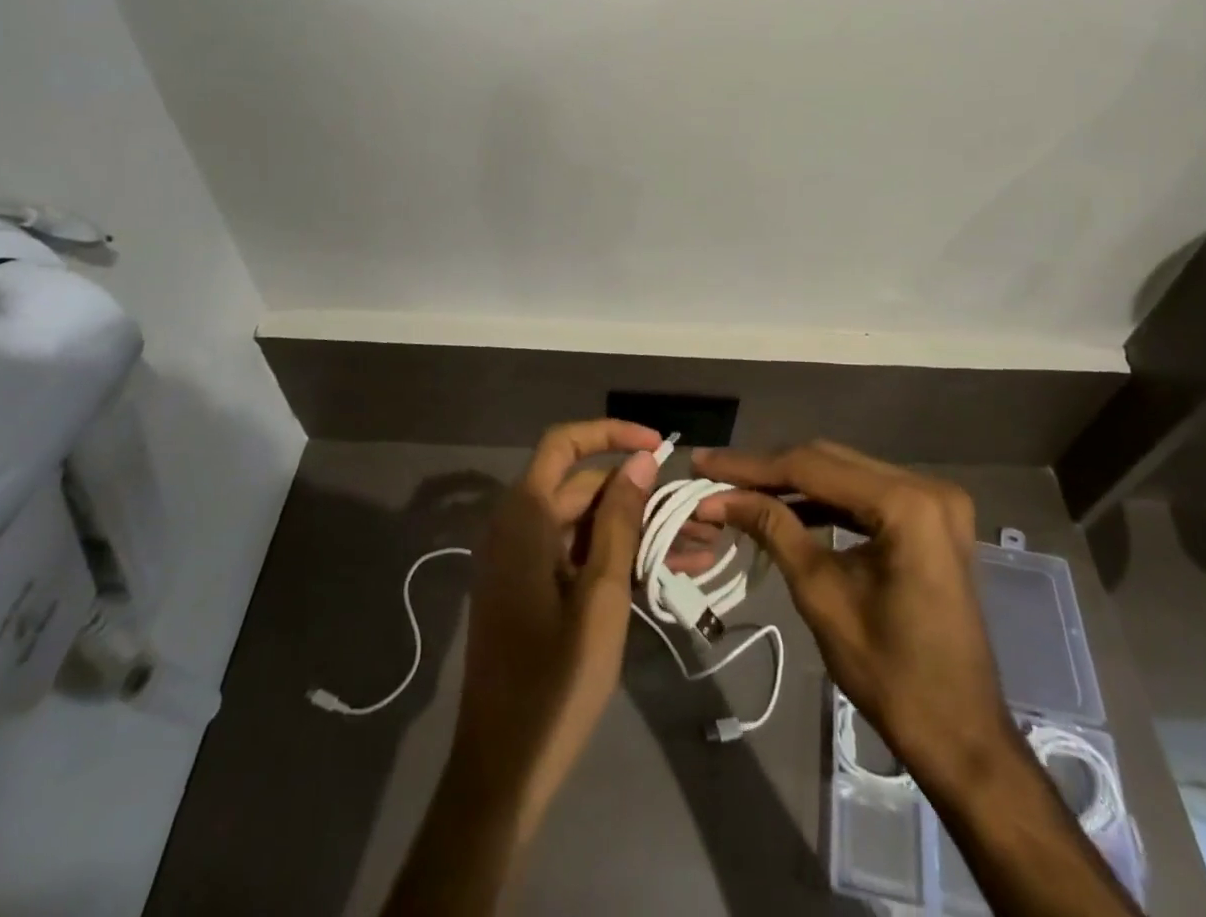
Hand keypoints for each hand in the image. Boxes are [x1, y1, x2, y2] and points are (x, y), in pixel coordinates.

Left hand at [448, 419, 661, 841]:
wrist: (503, 772)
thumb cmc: (554, 682)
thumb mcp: (601, 596)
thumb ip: (619, 521)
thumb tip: (641, 461)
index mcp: (524, 517)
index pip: (565, 444)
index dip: (611, 434)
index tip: (660, 448)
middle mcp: (518, 527)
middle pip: (584, 488)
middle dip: (643, 496)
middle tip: (700, 514)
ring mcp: (523, 562)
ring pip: (588, 525)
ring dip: (640, 531)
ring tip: (702, 546)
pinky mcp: (532, 591)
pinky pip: (579, 556)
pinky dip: (619, 558)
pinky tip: (671, 572)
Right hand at [692, 442, 1010, 778]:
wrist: (960, 735)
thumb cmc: (890, 674)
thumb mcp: (821, 594)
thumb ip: (773, 529)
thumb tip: (719, 496)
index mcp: (907, 504)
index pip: (812, 467)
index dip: (751, 466)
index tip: (704, 463)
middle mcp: (927, 486)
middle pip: (830, 461)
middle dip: (769, 470)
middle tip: (715, 474)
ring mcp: (934, 500)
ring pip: (845, 473)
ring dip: (793, 483)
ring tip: (740, 489)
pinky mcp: (931, 518)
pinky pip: (866, 494)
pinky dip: (825, 500)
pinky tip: (785, 507)